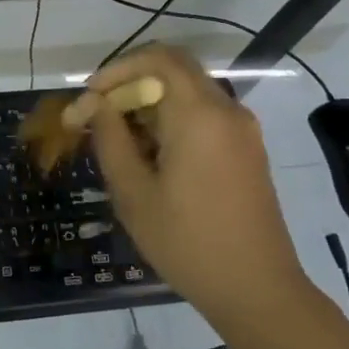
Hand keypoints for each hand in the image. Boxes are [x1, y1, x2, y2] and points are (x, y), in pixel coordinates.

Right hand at [71, 45, 309, 328]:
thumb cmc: (188, 242)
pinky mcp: (247, 149)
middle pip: (174, 71)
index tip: (90, 98)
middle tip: (99, 117)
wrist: (258, 290)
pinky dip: (173, 120)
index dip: (118, 69)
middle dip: (131, 85)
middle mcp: (226, 110)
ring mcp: (242, 130)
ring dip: (151, 104)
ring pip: (189, 93)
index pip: (158, 58)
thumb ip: (110, 138)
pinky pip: (205, 115)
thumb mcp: (134, 193)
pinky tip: (152, 157)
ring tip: (120, 142)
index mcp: (199, 114)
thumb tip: (93, 104)